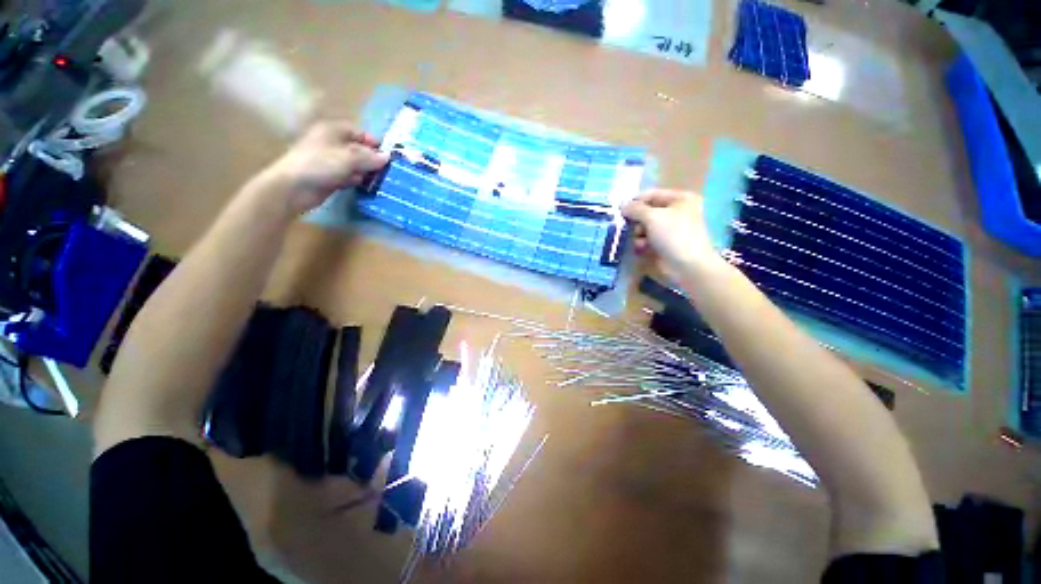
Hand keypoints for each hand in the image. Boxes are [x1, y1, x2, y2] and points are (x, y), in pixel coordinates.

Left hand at [256, 121, 389, 214]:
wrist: (295, 187)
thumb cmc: (321, 164)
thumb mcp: (349, 157)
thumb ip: (370, 157)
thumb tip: (387, 157)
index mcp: (333, 131)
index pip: (359, 133)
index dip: (373, 143)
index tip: (388, 156)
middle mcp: (332, 143)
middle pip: (358, 149)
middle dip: (372, 160)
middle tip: (387, 171)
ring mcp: (330, 161)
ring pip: (354, 164)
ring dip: (366, 172)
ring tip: (380, 180)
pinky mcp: (330, 177)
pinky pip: (348, 176)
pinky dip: (357, 180)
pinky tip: (366, 187)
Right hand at [622, 189, 722, 280]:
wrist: (687, 266)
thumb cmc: (673, 235)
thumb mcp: (653, 217)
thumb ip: (635, 209)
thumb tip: (622, 206)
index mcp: (680, 199)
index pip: (651, 195)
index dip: (635, 201)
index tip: (620, 210)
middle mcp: (676, 212)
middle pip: (647, 212)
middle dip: (636, 220)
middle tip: (627, 226)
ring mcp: (670, 230)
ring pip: (644, 227)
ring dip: (637, 234)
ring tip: (638, 240)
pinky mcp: (664, 245)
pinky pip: (646, 240)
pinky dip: (641, 244)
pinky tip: (641, 249)